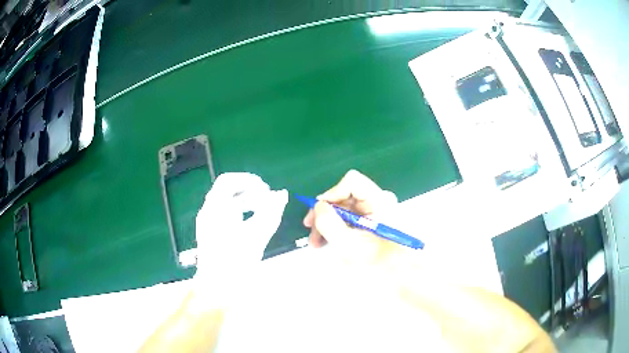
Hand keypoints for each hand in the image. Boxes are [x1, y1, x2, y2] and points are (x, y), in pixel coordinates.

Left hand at [194, 172, 287, 302]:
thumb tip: (282, 194)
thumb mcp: (257, 234)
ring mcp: (207, 224)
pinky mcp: (210, 235)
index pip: (228, 181)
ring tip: (263, 211)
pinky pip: (224, 216)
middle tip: (268, 200)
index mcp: (215, 207)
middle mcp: (208, 212)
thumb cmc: (236, 261)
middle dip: (249, 192)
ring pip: (226, 204)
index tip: (266, 190)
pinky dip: (239, 214)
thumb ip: (271, 211)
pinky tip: (252, 224)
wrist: (217, 289)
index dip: (248, 181)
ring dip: (245, 203)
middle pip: (227, 191)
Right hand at [303, 170, 401, 264]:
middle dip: (325, 212)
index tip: (319, 212)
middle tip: (311, 231)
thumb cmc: (377, 263)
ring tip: (316, 243)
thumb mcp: (348, 244)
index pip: (352, 182)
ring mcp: (376, 212)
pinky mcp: (373, 223)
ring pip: (345, 208)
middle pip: (345, 196)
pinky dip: (338, 228)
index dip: (332, 193)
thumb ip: (329, 222)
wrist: (401, 277)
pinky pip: (351, 218)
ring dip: (328, 222)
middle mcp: (379, 201)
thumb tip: (318, 206)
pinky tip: (328, 242)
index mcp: (378, 201)